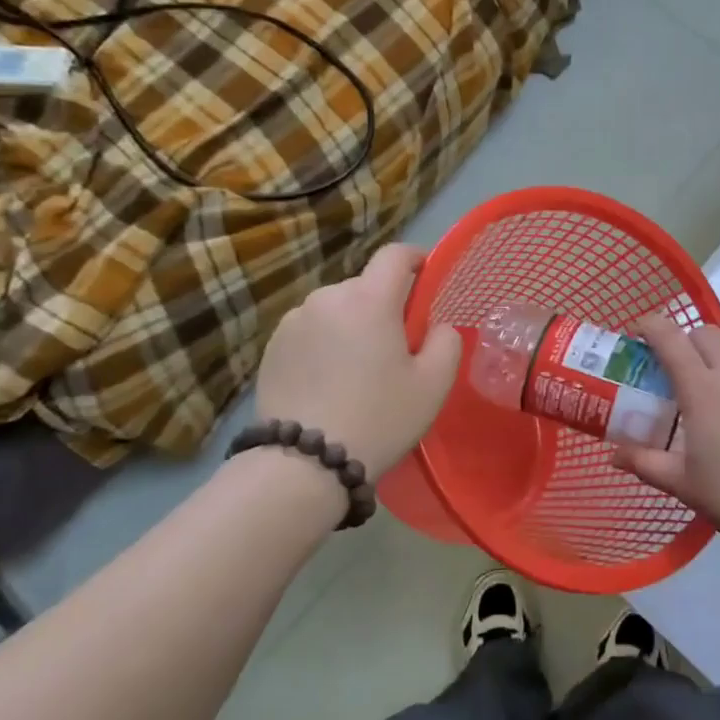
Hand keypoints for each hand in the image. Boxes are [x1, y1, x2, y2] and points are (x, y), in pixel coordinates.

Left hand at [253, 244, 461, 475]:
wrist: (302, 464)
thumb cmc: (379, 418)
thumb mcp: (433, 384)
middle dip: (385, 304)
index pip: (395, 255)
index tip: (426, 277)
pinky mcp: (272, 346)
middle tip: (398, 345)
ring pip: (336, 309)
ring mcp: (294, 321)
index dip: (416, 258)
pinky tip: (329, 381)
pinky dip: (325, 343)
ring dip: (352, 324)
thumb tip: (437, 327)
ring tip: (358, 368)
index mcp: (369, 299)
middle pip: (365, 286)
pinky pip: (311, 330)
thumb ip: (446, 342)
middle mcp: (328, 297)